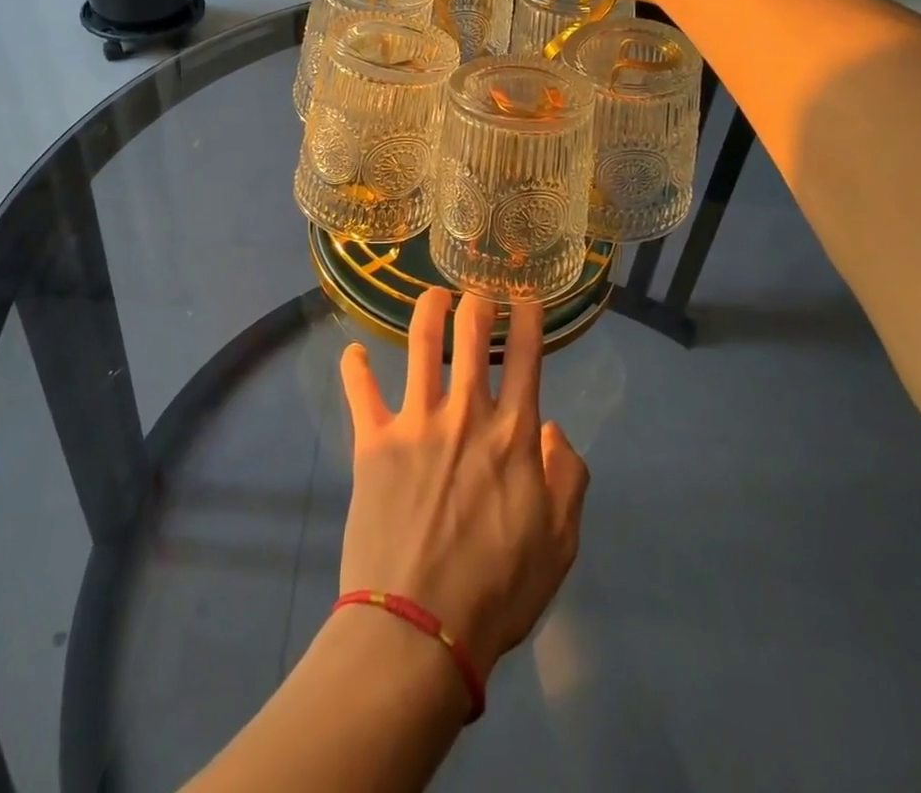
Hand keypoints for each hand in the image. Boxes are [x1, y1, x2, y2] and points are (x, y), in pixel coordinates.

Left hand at [338, 289, 588, 688]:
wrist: (420, 627)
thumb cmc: (497, 590)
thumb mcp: (559, 544)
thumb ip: (568, 479)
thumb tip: (555, 430)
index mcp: (513, 434)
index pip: (527, 357)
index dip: (529, 318)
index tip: (527, 298)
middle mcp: (465, 413)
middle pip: (471, 334)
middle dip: (477, 302)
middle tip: (476, 292)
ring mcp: (415, 421)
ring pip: (419, 344)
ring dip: (427, 310)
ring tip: (432, 295)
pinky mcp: (372, 441)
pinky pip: (360, 391)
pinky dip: (355, 367)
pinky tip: (352, 352)